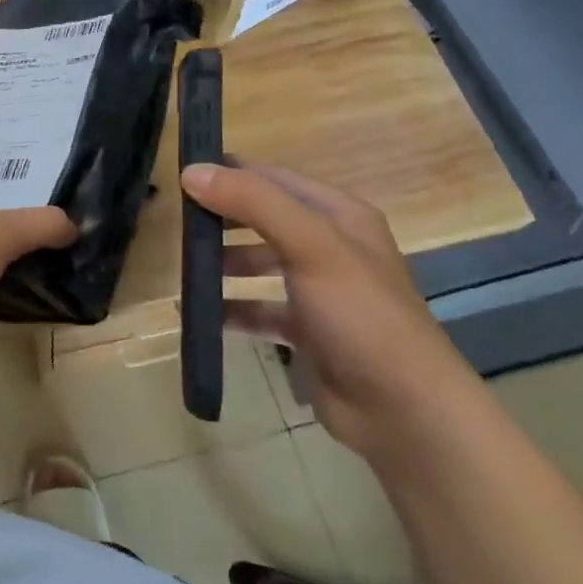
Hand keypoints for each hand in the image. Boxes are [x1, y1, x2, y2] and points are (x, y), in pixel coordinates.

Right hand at [180, 160, 480, 461]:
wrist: (404, 412)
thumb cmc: (360, 314)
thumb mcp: (310, 245)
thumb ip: (253, 202)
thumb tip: (191, 172)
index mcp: (339, 216)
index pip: (274, 178)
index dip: (231, 172)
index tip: (183, 174)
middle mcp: (329, 246)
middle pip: (264, 218)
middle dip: (222, 217)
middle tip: (178, 220)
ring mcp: (319, 291)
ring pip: (259, 263)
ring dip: (223, 262)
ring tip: (185, 265)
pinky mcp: (307, 331)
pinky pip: (259, 309)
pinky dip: (230, 308)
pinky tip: (199, 312)